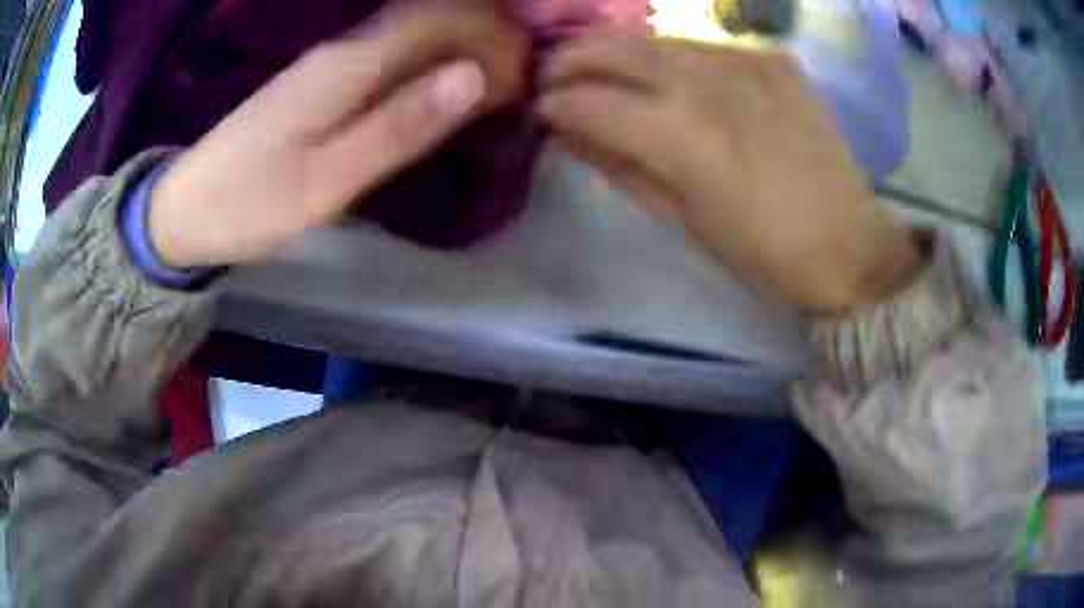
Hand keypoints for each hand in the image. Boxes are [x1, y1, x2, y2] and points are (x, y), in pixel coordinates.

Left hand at [150, 3, 529, 267]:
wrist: (185, 211)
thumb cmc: (249, 204)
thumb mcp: (326, 181)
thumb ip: (399, 127)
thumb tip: (473, 78)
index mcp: (348, 65)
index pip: (440, 21)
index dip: (492, 36)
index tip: (528, 74)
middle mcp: (343, 50)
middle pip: (429, 20)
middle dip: (484, 40)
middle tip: (520, 85)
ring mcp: (329, 64)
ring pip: (410, 35)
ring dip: (459, 51)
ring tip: (495, 89)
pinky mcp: (319, 83)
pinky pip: (389, 56)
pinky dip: (427, 66)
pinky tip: (441, 92)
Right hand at [539, 33, 923, 310]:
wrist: (851, 245)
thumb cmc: (766, 254)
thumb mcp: (684, 222)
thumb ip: (619, 167)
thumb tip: (564, 132)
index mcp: (688, 141)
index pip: (592, 102)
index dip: (554, 103)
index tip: (538, 111)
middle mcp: (713, 85)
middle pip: (618, 51)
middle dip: (570, 59)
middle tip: (549, 74)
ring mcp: (749, 62)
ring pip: (657, 40)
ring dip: (613, 50)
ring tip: (592, 66)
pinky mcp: (773, 59)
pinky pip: (702, 46)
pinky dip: (667, 54)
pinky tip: (660, 72)